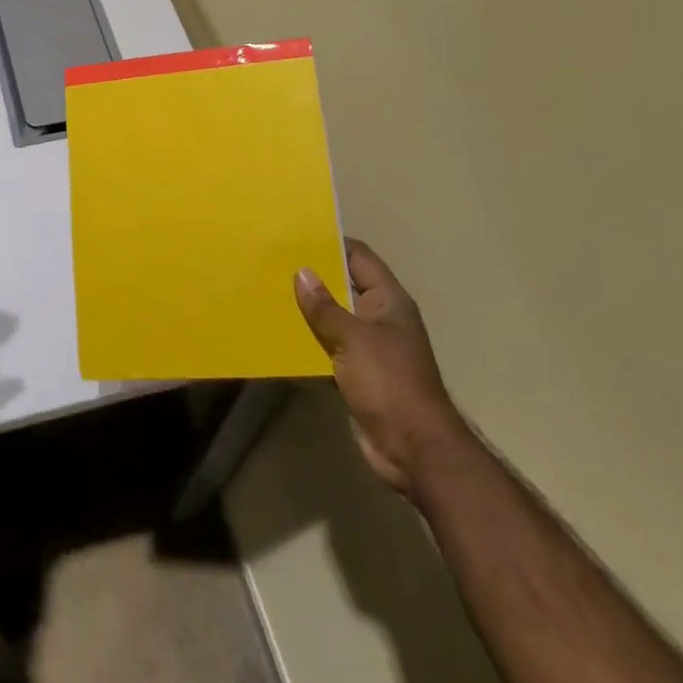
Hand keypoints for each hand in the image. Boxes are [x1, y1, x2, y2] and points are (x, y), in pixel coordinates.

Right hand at [294, 238, 468, 493]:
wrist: (414, 449)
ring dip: (308, 310)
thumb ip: (325, 307)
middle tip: (273, 262)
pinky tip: (280, 335)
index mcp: (388, 301)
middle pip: (343, 286)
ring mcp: (369, 347)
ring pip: (333, 318)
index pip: (359, 258)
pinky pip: (329, 348)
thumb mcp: (353, 338)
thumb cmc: (389, 383)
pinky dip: (309, 341)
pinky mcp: (357, 374)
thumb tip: (302, 272)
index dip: (332, 243)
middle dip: (313, 276)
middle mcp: (380, 318)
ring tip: (269, 292)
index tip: (297, 234)